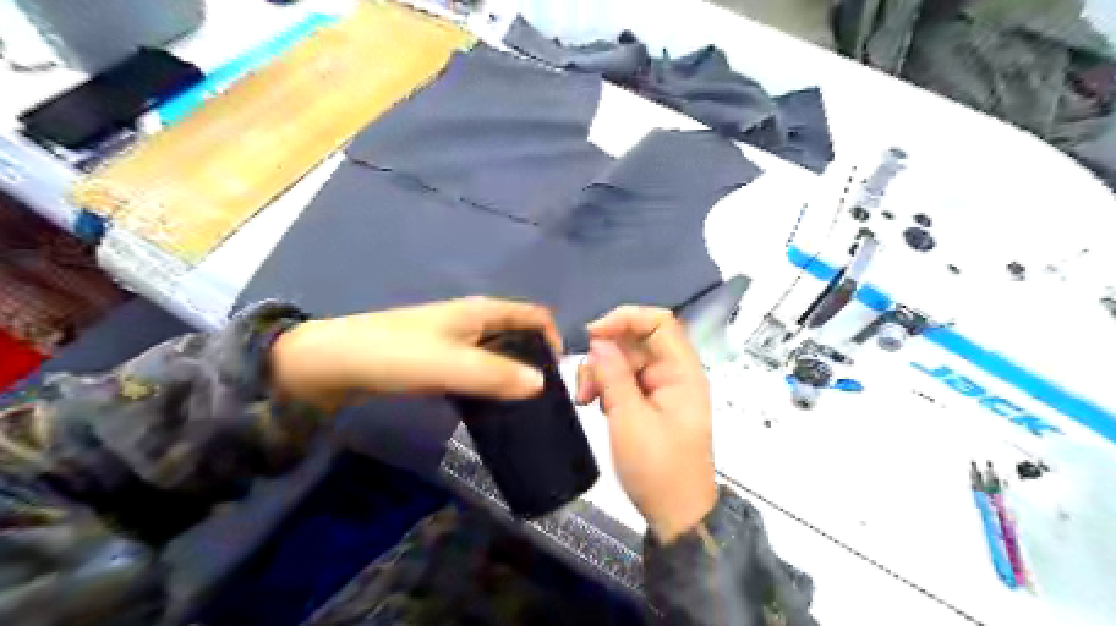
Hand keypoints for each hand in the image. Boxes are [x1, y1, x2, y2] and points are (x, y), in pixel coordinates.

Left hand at [274, 295, 562, 404]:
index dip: (553, 339)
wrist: (330, 364)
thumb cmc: (394, 355)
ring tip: (525, 408)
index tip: (560, 376)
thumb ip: (497, 375)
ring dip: (514, 374)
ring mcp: (455, 341)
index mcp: (482, 312)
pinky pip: (478, 369)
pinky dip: (491, 383)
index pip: (534, 316)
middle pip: (520, 334)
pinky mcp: (439, 360)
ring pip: (499, 353)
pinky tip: (492, 407)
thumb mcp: (451, 365)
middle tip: (546, 400)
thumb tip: (544, 385)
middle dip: (537, 360)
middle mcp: (473, 321)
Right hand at [574, 306, 714, 541]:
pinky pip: (624, 379)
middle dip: (605, 355)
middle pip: (636, 341)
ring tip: (587, 400)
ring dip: (601, 373)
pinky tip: (595, 405)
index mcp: (682, 372)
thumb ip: (614, 375)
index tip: (592, 335)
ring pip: (624, 359)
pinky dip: (605, 386)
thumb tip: (599, 340)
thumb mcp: (630, 420)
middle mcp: (674, 373)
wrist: (675, 514)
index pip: (659, 321)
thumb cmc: (658, 470)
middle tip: (586, 386)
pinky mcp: (649, 401)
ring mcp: (661, 387)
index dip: (624, 319)